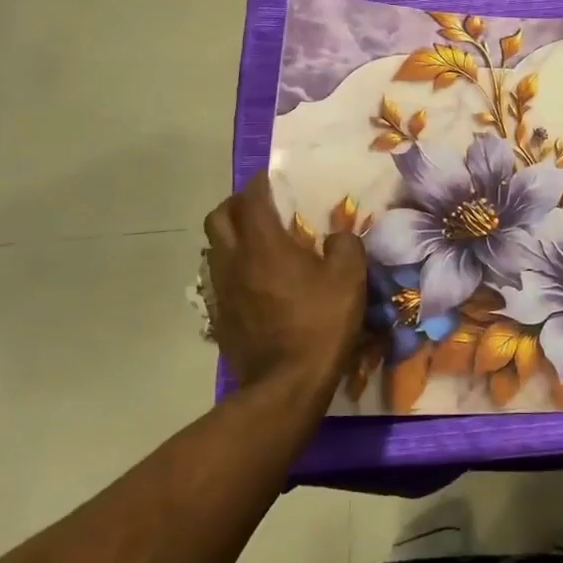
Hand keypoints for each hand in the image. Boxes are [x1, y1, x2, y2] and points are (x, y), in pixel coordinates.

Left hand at [204, 176, 367, 399]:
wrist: (285, 384)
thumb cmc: (319, 324)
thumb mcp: (349, 279)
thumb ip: (345, 246)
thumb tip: (337, 237)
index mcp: (263, 245)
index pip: (251, 199)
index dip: (261, 183)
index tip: (275, 178)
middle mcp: (234, 260)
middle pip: (218, 217)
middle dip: (237, 204)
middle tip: (262, 206)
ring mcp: (222, 289)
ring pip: (214, 247)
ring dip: (232, 235)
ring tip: (259, 240)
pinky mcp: (219, 314)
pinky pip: (220, 276)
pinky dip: (234, 265)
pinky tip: (257, 277)